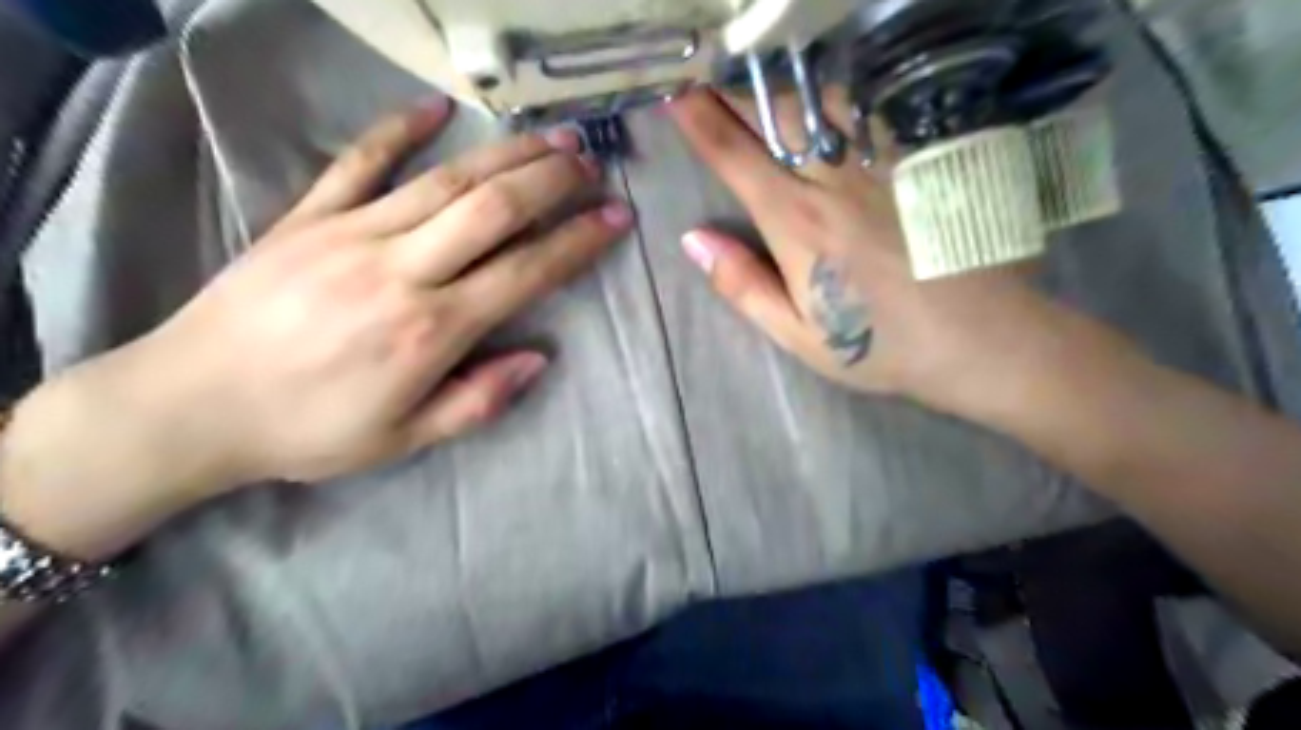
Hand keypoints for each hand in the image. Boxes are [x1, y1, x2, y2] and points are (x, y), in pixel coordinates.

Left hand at [136, 93, 630, 483]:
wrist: (190, 405)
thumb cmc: (309, 431)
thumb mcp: (404, 439)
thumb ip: (478, 400)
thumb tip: (539, 358)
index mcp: (430, 329)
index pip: (526, 271)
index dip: (578, 241)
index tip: (616, 217)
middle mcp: (400, 270)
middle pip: (492, 209)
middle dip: (551, 181)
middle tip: (590, 162)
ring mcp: (350, 233)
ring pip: (444, 180)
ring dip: (505, 154)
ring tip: (549, 137)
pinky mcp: (307, 216)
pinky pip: (359, 161)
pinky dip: (398, 130)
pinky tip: (435, 108)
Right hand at [669, 88, 1065, 415]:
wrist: (980, 336)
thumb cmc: (880, 343)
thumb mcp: (798, 334)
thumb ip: (743, 285)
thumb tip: (693, 239)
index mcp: (797, 223)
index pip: (735, 155)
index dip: (700, 120)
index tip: (676, 92)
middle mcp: (834, 179)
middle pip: (774, 114)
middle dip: (733, 88)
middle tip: (707, 73)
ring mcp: (882, 161)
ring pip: (819, 101)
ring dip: (780, 84)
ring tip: (755, 77)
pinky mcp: (919, 157)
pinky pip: (867, 109)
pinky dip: (833, 95)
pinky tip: (823, 94)